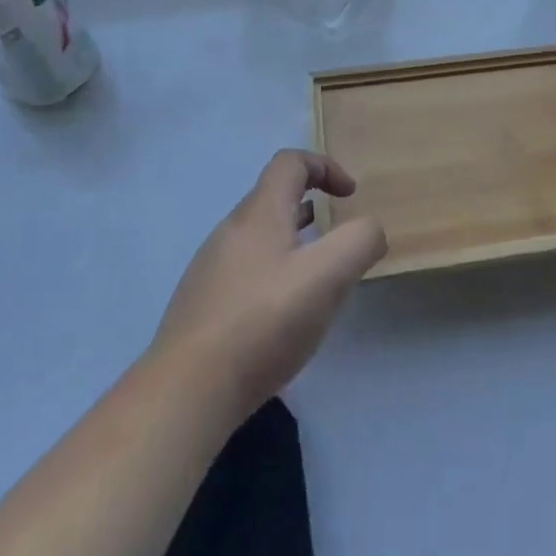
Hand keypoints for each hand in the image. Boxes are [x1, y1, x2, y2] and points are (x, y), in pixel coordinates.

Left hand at [151, 150, 386, 421]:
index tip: (350, 196)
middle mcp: (230, 230)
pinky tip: (282, 318)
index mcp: (260, 213)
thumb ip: (359, 241)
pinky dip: (272, 276)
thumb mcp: (328, 276)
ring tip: (315, 280)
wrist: (186, 393)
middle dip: (312, 208)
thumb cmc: (263, 322)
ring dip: (293, 244)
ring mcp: (210, 268)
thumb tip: (369, 231)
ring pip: (259, 238)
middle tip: (337, 242)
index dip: (325, 166)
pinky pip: (245, 272)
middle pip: (274, 198)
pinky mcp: (201, 305)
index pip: (290, 162)